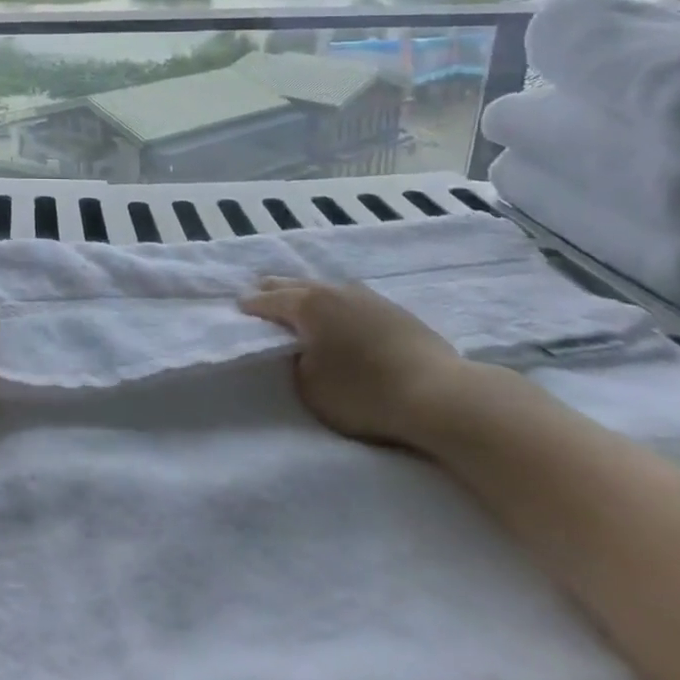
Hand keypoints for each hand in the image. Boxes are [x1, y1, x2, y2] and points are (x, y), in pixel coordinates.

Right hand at [239, 278, 473, 448]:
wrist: (441, 395)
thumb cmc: (365, 393)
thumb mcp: (310, 388)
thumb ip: (295, 364)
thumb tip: (301, 351)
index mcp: (307, 306)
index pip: (268, 301)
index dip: (251, 306)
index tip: (238, 307)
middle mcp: (333, 291)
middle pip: (294, 284)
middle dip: (274, 288)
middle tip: (259, 290)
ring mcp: (367, 296)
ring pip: (325, 288)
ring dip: (307, 293)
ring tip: (299, 299)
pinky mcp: (394, 310)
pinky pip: (350, 299)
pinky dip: (336, 303)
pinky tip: (340, 312)